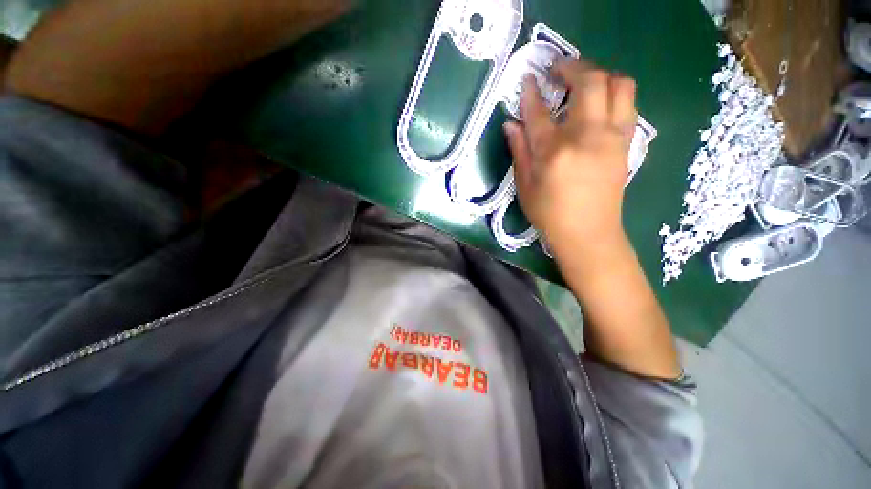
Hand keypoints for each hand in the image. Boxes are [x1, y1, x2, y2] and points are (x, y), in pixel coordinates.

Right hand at [503, 60, 637, 261]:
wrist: (588, 234)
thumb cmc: (550, 214)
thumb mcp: (525, 186)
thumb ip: (519, 151)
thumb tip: (511, 125)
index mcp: (555, 151)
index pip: (540, 111)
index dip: (531, 92)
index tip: (528, 80)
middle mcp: (588, 136)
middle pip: (589, 81)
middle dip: (572, 67)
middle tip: (557, 70)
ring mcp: (613, 137)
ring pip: (618, 84)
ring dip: (599, 74)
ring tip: (582, 82)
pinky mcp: (626, 143)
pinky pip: (628, 103)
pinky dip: (613, 92)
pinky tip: (598, 103)